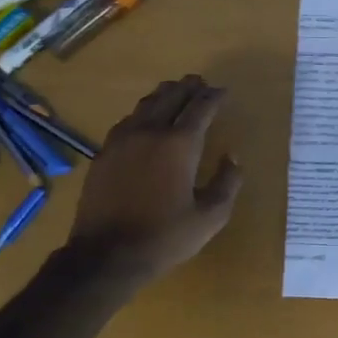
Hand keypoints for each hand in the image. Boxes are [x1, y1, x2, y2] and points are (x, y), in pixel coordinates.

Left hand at [67, 75, 243, 284]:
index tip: (223, 91)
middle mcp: (150, 132)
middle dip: (188, 87)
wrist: (106, 255)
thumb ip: (227, 183)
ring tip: (175, 91)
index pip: (201, 108)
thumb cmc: (165, 237)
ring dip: (164, 94)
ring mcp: (122, 140)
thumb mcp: (210, 217)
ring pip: (146, 104)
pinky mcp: (104, 152)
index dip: (214, 96)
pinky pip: (128, 120)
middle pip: (171, 97)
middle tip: (200, 83)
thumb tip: (232, 157)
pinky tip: (146, 119)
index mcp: (179, 144)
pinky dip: (143, 112)